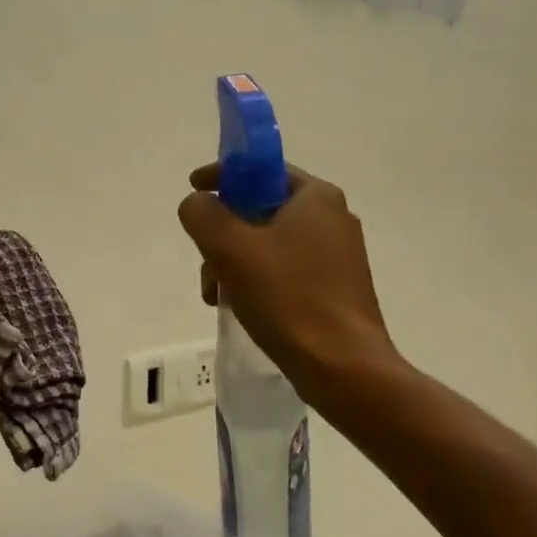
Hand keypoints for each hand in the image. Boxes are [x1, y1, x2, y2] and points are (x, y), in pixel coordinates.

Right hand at [177, 164, 404, 412]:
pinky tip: (239, 306)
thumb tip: (198, 204)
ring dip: (232, 261)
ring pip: (266, 242)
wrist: (344, 368)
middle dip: (222, 232)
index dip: (222, 175)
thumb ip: (203, 213)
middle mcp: (331, 218)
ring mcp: (336, 255)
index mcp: (315, 197)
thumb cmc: (287, 298)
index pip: (260, 168)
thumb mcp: (230, 247)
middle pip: (259, 208)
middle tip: (204, 258)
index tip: (193, 189)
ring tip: (215, 294)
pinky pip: (282, 269)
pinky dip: (254, 279)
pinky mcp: (334, 288)